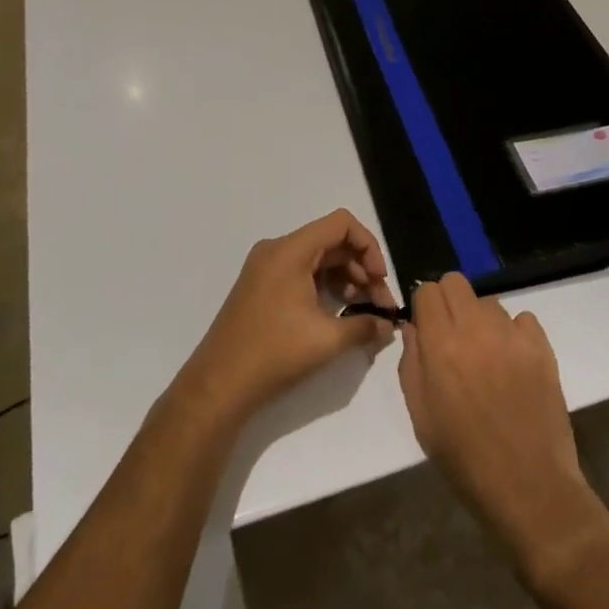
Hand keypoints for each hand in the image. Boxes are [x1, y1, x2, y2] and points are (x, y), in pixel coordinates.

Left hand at [175, 209, 396, 420]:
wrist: (219, 384)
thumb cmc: (274, 353)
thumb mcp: (327, 340)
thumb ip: (365, 326)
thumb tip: (389, 327)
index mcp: (290, 250)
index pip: (341, 224)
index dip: (369, 246)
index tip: (380, 279)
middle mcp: (277, 250)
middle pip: (331, 241)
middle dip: (361, 268)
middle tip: (380, 304)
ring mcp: (266, 268)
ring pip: (318, 258)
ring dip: (346, 278)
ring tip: (363, 311)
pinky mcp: (261, 286)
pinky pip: (301, 272)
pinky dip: (325, 286)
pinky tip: (338, 313)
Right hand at [398, 275, 608, 581]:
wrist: (528, 486)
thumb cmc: (464, 458)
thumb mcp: (421, 416)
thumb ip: (412, 363)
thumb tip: (414, 328)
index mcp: (440, 345)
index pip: (428, 291)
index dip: (424, 307)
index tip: (427, 330)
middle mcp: (476, 329)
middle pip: (457, 282)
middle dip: (449, 302)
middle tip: (451, 336)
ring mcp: (512, 335)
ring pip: (489, 302)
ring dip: (481, 320)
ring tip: (485, 356)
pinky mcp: (542, 347)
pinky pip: (523, 319)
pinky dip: (514, 333)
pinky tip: (513, 364)